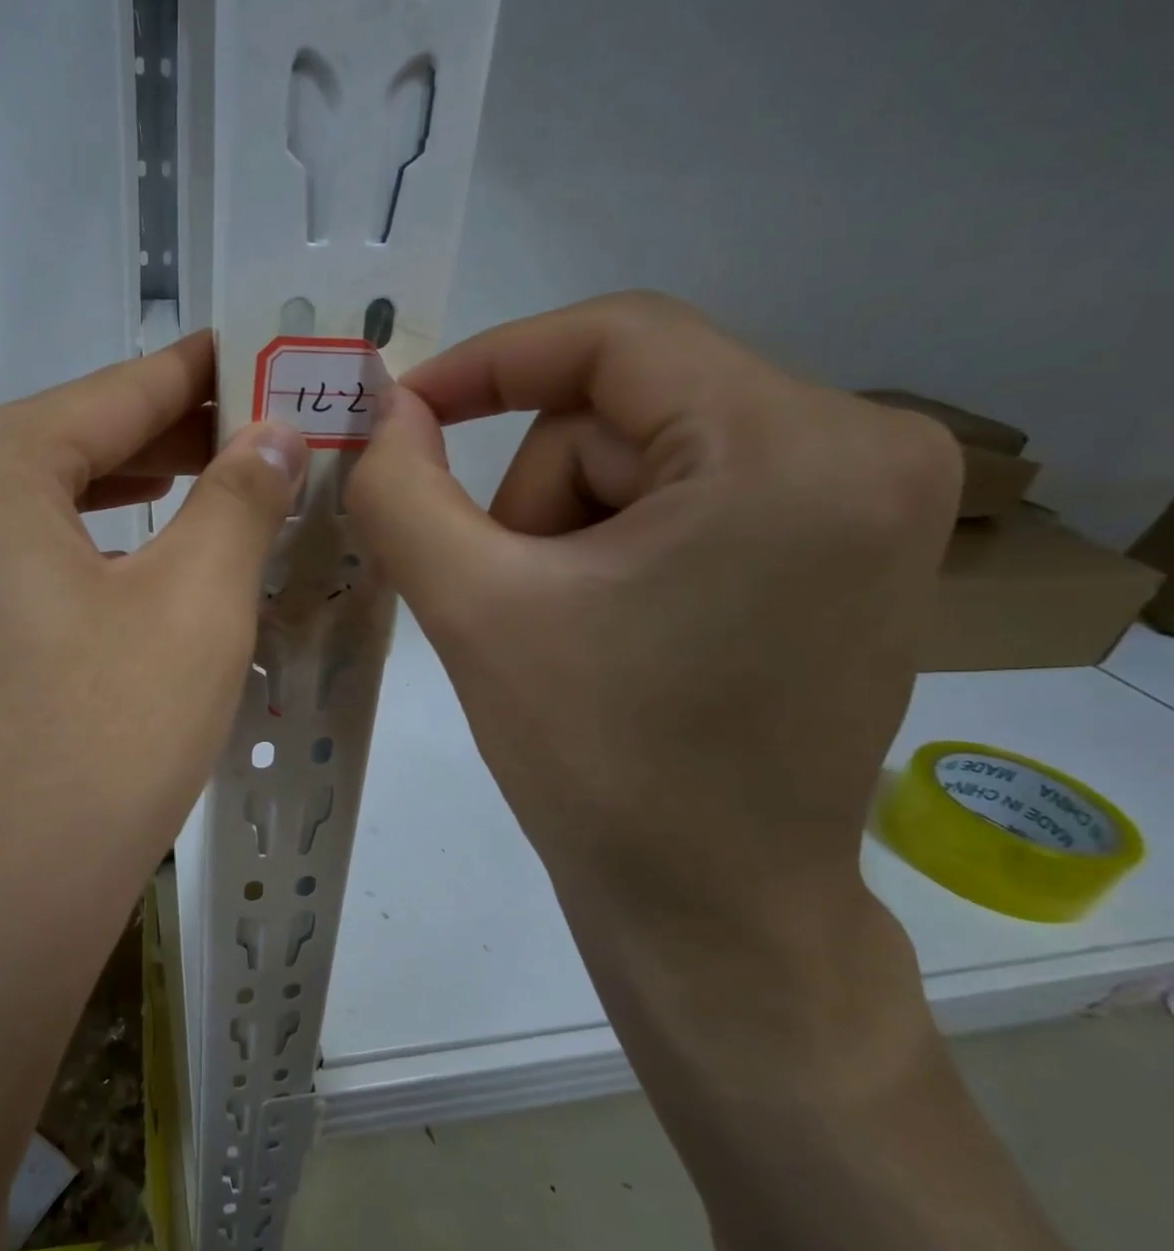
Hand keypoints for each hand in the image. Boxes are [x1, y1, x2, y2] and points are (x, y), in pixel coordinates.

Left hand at [0, 330, 307, 981]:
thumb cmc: (90, 749)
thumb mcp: (193, 610)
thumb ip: (238, 500)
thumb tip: (273, 434)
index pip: (119, 390)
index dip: (205, 372)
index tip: (263, 355)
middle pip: (74, 446)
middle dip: (174, 440)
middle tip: (262, 437)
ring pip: (41, 512)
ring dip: (128, 501)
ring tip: (208, 494)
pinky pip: (11, 571)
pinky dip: (81, 559)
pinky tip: (129, 580)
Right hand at [348, 293, 960, 1048]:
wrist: (712, 913)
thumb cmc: (599, 764)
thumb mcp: (474, 610)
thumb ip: (403, 493)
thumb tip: (381, 412)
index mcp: (790, 447)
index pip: (615, 336)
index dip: (489, 362)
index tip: (404, 414)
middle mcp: (865, 449)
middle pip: (622, 413)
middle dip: (536, 501)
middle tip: (505, 600)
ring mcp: (868, 504)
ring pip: (644, 460)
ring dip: (568, 534)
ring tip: (559, 633)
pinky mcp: (845, 551)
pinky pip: (687, 499)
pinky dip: (614, 551)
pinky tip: (606, 636)